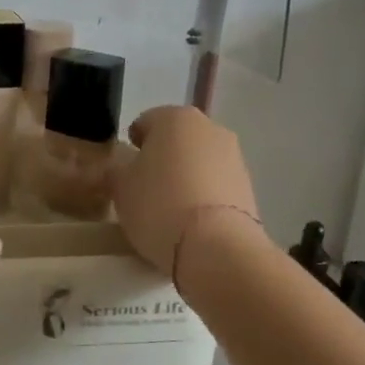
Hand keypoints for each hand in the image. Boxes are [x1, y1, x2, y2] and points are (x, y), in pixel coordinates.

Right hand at [113, 105, 260, 273]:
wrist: (215, 246)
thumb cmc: (158, 205)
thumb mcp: (119, 187)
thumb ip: (116, 170)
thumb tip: (122, 167)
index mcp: (175, 117)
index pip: (144, 123)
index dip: (131, 146)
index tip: (124, 171)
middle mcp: (209, 127)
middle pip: (176, 140)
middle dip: (161, 159)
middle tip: (144, 189)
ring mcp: (234, 156)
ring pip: (198, 162)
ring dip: (184, 177)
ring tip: (168, 210)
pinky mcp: (248, 186)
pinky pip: (215, 185)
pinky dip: (202, 196)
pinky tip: (190, 221)